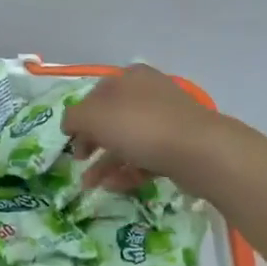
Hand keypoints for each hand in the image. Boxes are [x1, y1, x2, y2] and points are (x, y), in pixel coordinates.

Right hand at [62, 63, 220, 186]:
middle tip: (79, 161)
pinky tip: (113, 187)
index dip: (79, 117)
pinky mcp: (178, 146)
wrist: (197, 150)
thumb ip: (74, 117)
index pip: (95, 94)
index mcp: (128, 78)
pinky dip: (128, 171)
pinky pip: (146, 158)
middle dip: (92, 142)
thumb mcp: (93, 116)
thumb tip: (70, 124)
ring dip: (106, 162)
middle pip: (112, 118)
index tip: (69, 140)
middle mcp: (148, 93)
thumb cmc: (139, 125)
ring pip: (128, 140)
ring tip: (90, 185)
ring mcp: (166, 120)